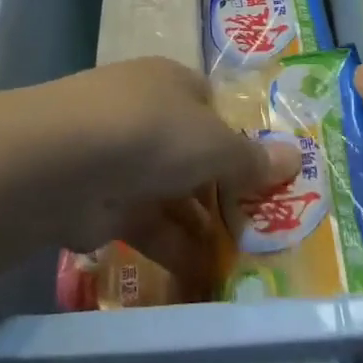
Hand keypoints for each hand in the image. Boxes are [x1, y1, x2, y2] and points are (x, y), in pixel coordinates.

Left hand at [30, 58, 301, 287]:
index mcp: (173, 83)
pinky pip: (150, 227)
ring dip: (204, 227)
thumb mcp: (214, 142)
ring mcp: (124, 158)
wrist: (66, 162)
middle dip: (224, 190)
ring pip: (173, 193)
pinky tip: (206, 279)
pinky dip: (176, 250)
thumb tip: (295, 157)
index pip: (212, 106)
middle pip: (194, 152)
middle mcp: (147, 114)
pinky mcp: (106, 203)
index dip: (240, 139)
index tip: (268, 177)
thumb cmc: (153, 132)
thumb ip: (251, 158)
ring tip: (245, 264)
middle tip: (264, 229)